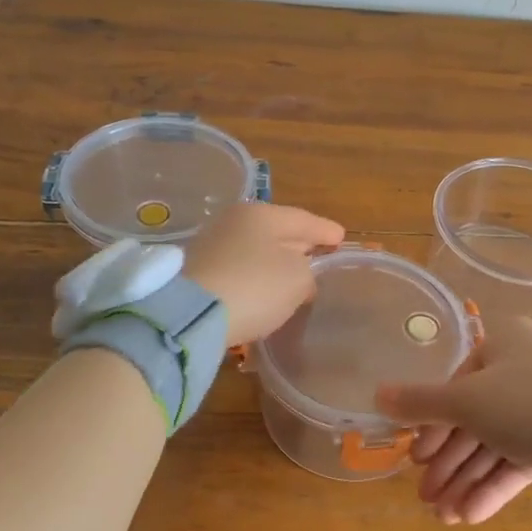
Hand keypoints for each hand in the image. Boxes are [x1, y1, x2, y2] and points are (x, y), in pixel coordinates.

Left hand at [182, 202, 344, 343]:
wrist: (190, 315)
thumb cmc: (255, 287)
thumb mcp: (298, 279)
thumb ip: (308, 272)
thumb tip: (300, 275)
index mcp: (262, 214)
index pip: (304, 219)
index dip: (326, 230)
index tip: (341, 238)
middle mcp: (234, 222)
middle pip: (278, 232)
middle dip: (300, 244)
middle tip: (320, 255)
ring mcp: (212, 246)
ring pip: (256, 250)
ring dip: (275, 262)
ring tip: (294, 276)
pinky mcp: (198, 272)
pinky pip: (239, 269)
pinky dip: (255, 277)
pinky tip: (264, 289)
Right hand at [376, 317, 531, 524]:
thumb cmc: (529, 404)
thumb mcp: (466, 401)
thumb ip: (420, 401)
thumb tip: (376, 393)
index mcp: (504, 342)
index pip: (457, 382)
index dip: (432, 424)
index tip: (415, 459)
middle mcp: (524, 368)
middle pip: (474, 418)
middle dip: (448, 462)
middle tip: (425, 496)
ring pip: (495, 443)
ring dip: (467, 479)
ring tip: (444, 517)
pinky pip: (519, 459)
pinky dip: (494, 485)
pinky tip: (471, 516)